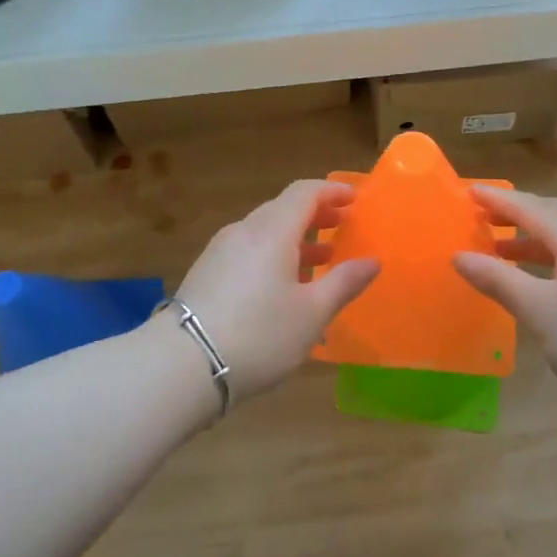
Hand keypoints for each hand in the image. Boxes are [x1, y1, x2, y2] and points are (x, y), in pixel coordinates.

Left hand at [171, 180, 378, 400]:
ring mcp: (220, 252)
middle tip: (343, 226)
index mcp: (272, 231)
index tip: (354, 200)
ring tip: (321, 259)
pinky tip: (284, 288)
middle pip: (283, 210)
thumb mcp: (311, 313)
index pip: (304, 192)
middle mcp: (244, 231)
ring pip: (264, 233)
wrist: (183, 365)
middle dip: (316, 214)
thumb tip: (372, 261)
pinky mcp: (206, 274)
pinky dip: (273, 256)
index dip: (331, 191)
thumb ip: (344, 282)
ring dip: (295, 239)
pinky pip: (248, 252)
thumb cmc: (259, 334)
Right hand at [453, 185, 556, 403]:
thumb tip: (459, 256)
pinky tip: (544, 279)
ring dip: (535, 238)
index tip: (470, 191)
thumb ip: (497, 279)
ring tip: (503, 251)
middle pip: (554, 215)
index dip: (498, 200)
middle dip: (518, 214)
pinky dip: (555, 256)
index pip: (530, 208)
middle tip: (485, 217)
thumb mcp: (536, 309)